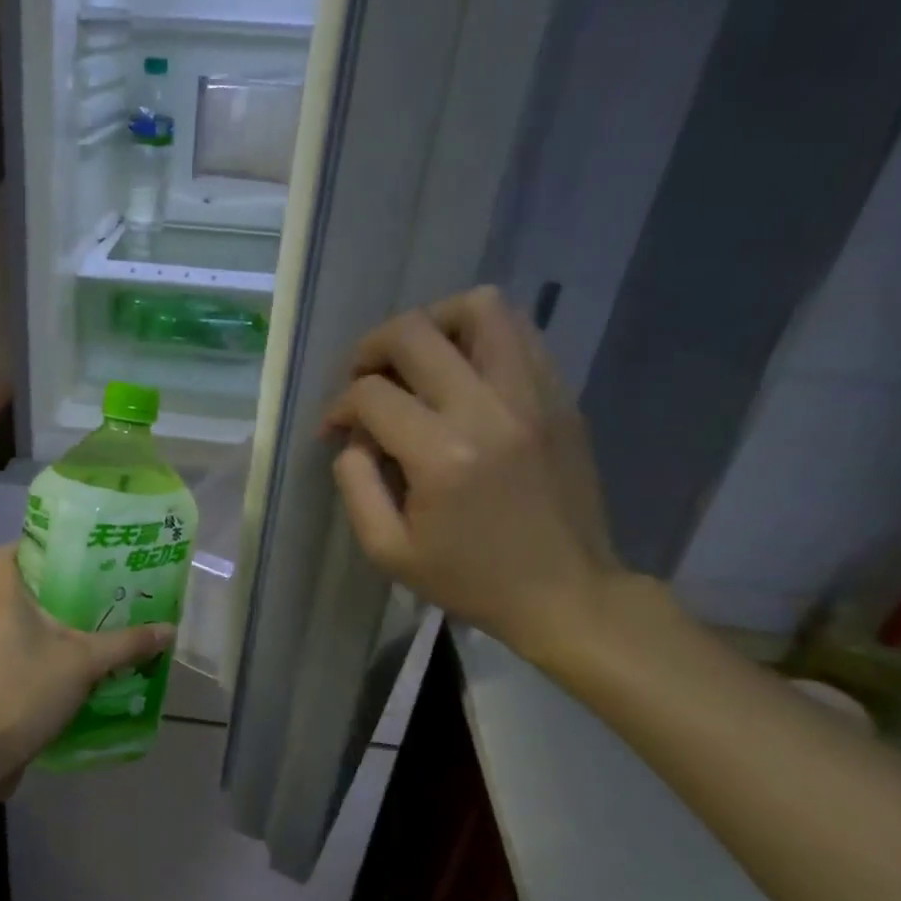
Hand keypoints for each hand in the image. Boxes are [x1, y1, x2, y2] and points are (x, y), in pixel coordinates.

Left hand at [0, 543, 175, 769]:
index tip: (63, 549)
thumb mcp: (87, 662)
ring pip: (12, 617)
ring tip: (81, 620)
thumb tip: (169, 629)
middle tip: (87, 583)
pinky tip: (64, 659)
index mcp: (2, 599)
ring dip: (42, 616)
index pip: (5, 553)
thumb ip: (127, 643)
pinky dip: (34, 644)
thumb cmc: (31, 690)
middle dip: (48, 582)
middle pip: (13, 584)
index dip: (29, 543)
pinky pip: (11, 645)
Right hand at [324, 287, 620, 660]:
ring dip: (432, 323)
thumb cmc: (469, 579)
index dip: (339, 407)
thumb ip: (355, 484)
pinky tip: (460, 371)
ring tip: (416, 359)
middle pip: (414, 334)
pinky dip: (478, 336)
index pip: (371, 395)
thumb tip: (354, 436)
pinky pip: (518, 332)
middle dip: (371, 349)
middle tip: (363, 381)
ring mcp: (533, 395)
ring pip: (479, 308)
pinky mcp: (560, 396)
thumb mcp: (387, 550)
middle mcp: (489, 410)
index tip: (335, 431)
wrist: (566, 592)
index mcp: (442, 456)